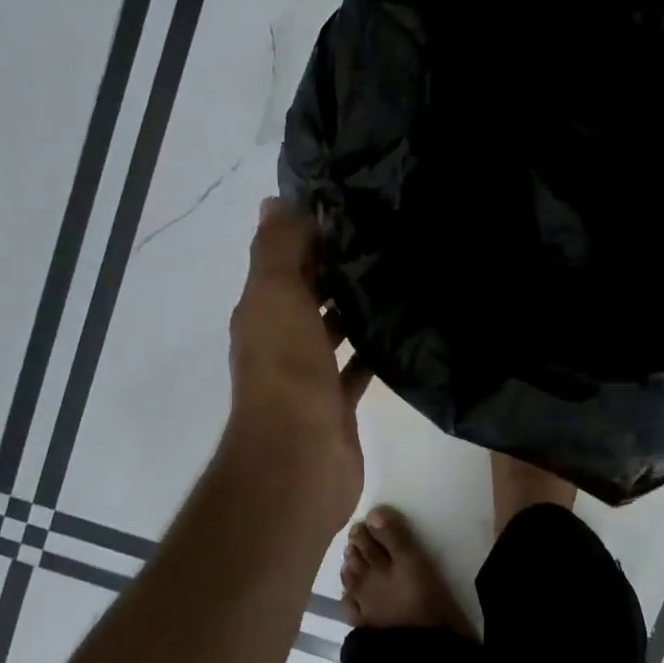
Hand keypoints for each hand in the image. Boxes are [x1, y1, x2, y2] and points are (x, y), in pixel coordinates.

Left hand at [224, 199, 371, 526]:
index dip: (311, 233)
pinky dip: (371, 349)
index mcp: (262, 311)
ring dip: (354, 307)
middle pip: (309, 293)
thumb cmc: (287, 373)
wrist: (298, 460)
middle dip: (337, 268)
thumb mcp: (276, 297)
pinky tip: (401, 332)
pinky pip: (355, 366)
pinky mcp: (336, 402)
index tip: (353, 207)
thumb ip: (277, 249)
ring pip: (333, 328)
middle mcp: (281, 339)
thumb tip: (274, 202)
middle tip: (387, 238)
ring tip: (399, 277)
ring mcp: (309, 374)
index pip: (284, 261)